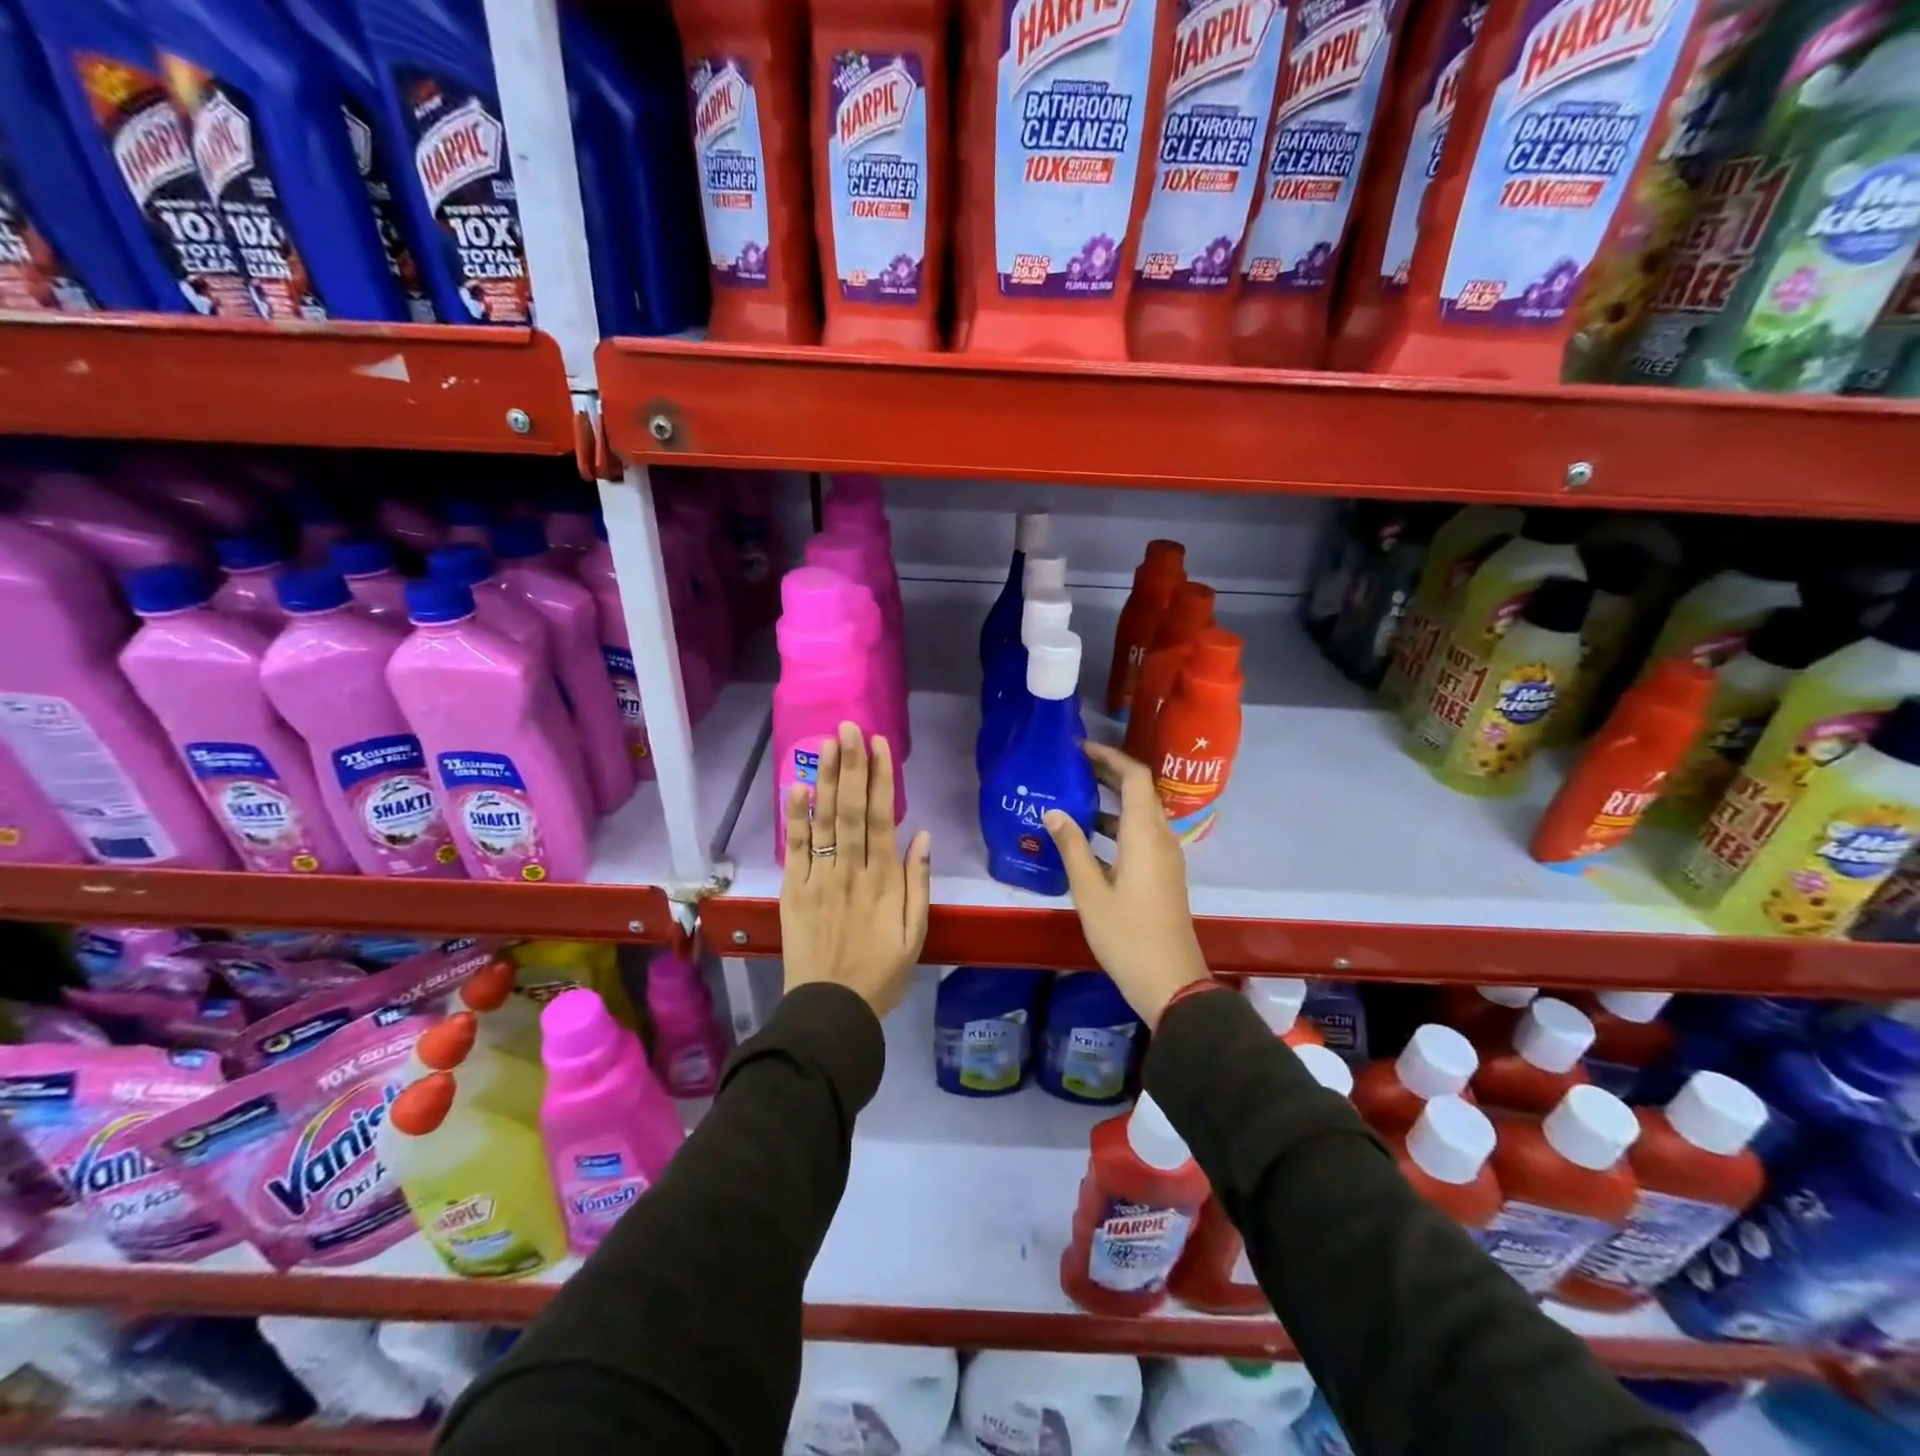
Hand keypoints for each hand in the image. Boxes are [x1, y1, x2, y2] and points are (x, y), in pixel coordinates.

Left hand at [781, 723, 931, 1017]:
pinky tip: (796, 787)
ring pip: (823, 821)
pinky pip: (794, 848)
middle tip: (850, 727)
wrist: (831, 1009)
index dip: (880, 778)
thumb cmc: (882, 973)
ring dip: (825, 779)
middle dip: (851, 765)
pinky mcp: (794, 890)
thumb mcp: (916, 934)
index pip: (881, 818)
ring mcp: (819, 878)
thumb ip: (918, 883)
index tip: (879, 745)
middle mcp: (850, 870)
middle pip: (850, 809)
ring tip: (826, 743)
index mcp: (884, 880)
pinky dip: (795, 817)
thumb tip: (921, 835)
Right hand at [1044, 741, 1210, 1027]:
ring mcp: (1165, 856)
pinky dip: (1116, 823)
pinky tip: (1087, 835)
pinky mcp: (1162, 873)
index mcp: (1144, 835)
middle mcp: (1160, 837)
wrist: (1171, 981)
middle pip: (1139, 790)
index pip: (1135, 777)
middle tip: (1071, 765)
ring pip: (1139, 813)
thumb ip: (1071, 847)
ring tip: (1073, 794)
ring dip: (1111, 798)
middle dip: (1108, 772)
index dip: (1109, 756)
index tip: (1079, 748)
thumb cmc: (1127, 936)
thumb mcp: (1090, 892)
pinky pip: (1140, 834)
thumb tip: (1053, 811)